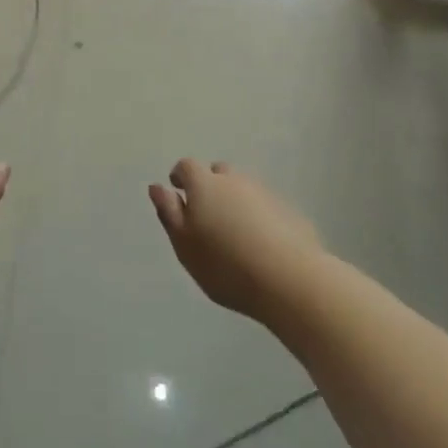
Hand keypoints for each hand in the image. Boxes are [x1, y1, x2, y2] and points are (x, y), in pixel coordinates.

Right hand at [148, 160, 322, 320]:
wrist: (290, 280)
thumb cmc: (226, 265)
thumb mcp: (185, 245)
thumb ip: (169, 213)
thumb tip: (157, 187)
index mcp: (205, 185)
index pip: (187, 166)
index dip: (180, 177)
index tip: (178, 193)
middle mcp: (235, 180)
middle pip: (218, 173)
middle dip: (209, 187)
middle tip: (207, 217)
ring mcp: (265, 194)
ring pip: (243, 189)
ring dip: (235, 202)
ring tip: (234, 234)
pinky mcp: (289, 212)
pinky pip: (265, 207)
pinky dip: (258, 217)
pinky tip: (260, 245)